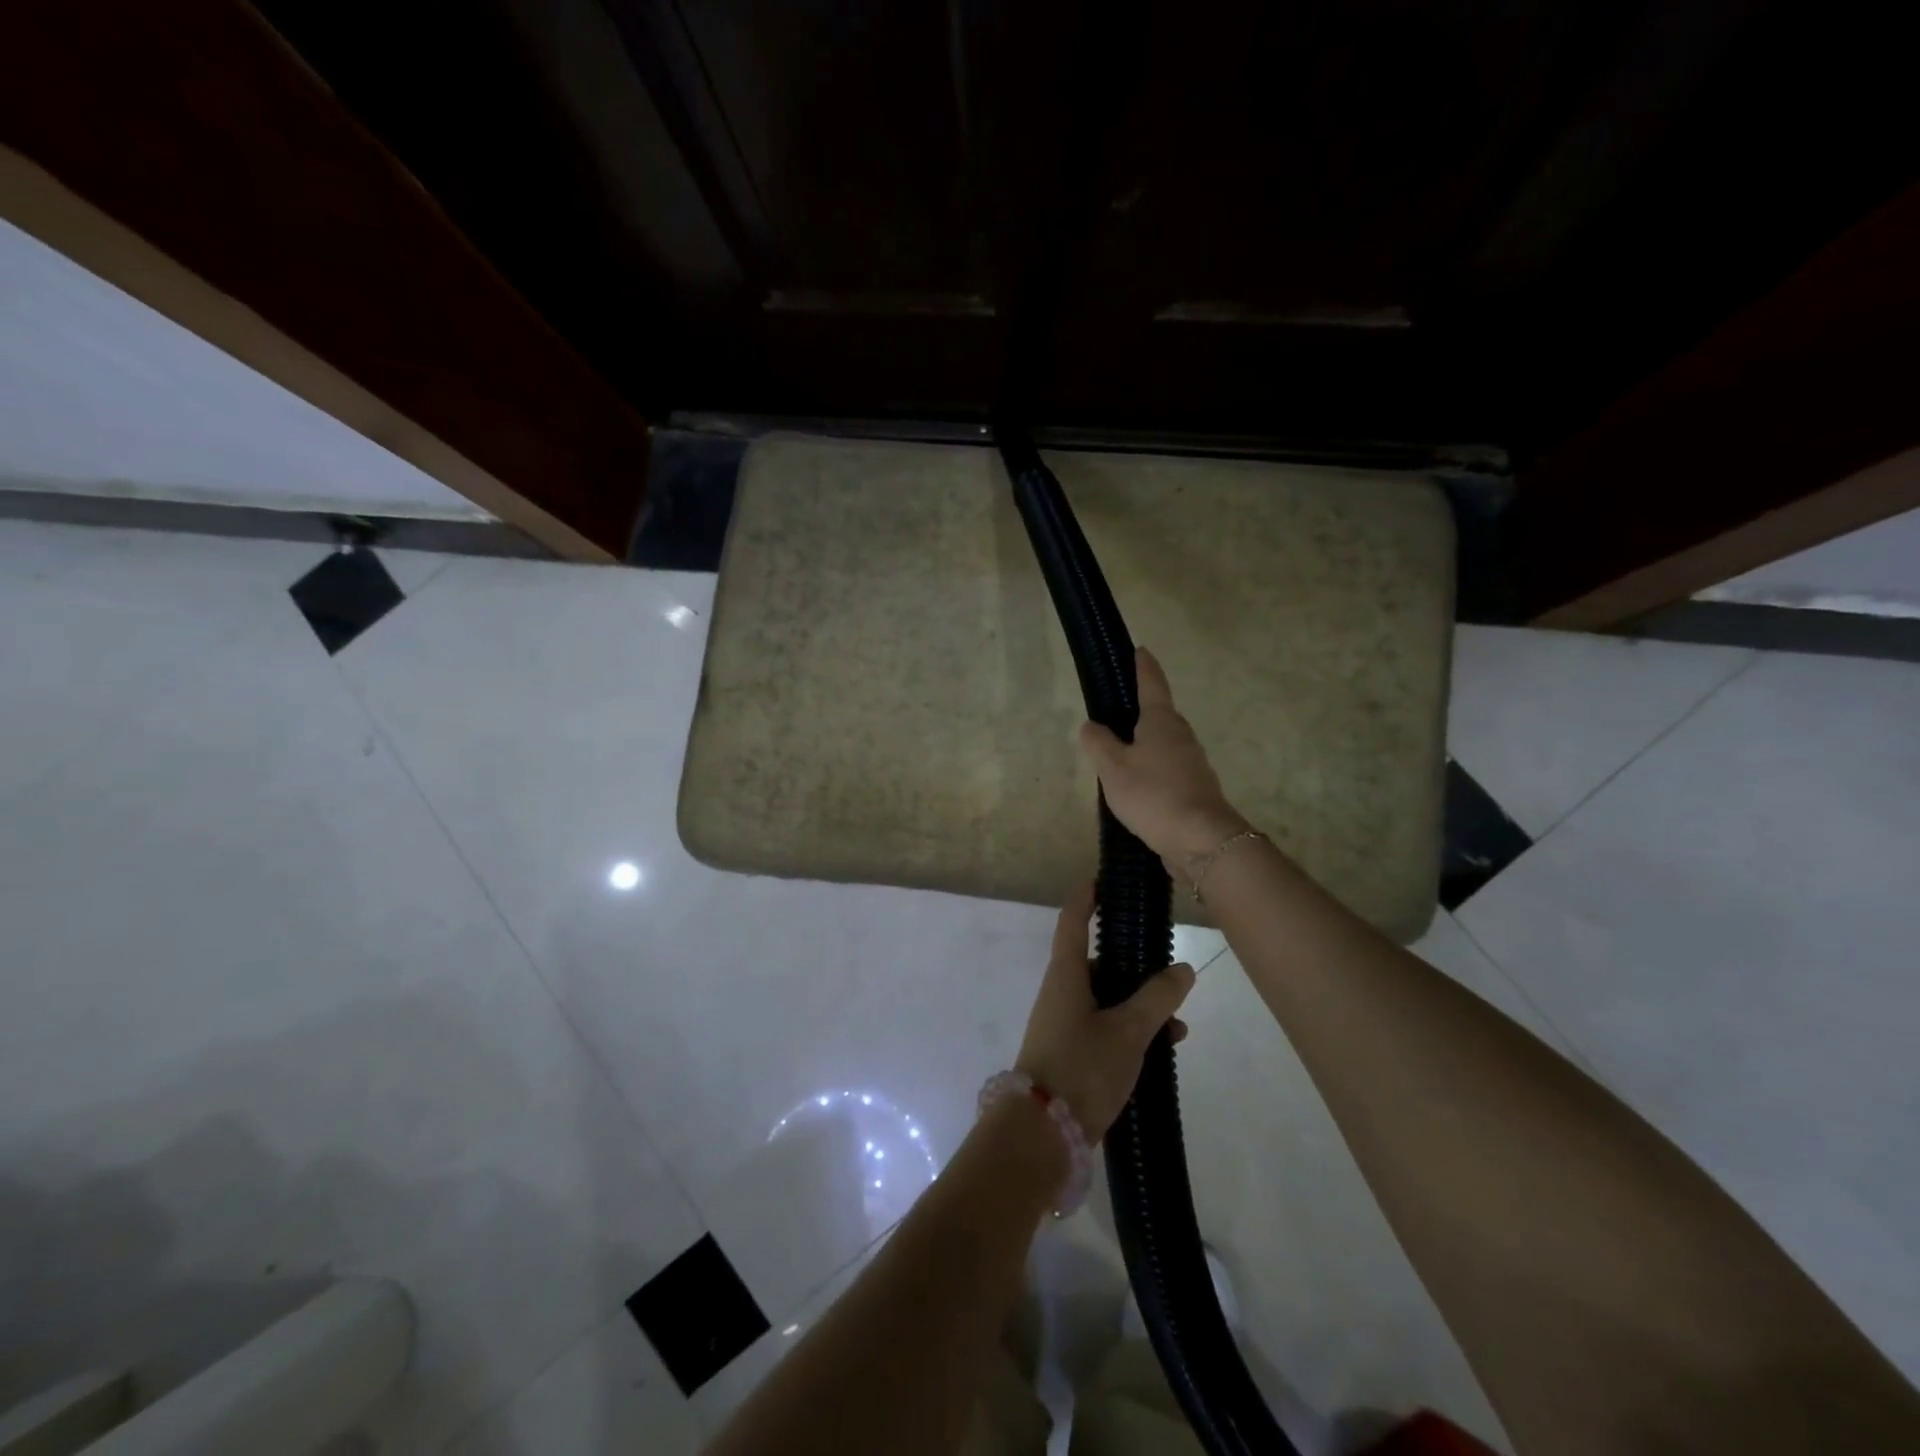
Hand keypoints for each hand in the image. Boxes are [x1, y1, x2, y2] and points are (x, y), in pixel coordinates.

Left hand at [1015, 885, 1196, 1143]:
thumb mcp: (1128, 1030)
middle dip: (1131, 964)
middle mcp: (1061, 993)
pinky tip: (1164, 1048)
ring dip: (1139, 1004)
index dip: (1086, 898)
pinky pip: (1105, 1027)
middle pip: (1096, 963)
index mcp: (1066, 975)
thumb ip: (1157, 998)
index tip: (1103, 880)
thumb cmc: (1082, 1066)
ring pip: (1106, 999)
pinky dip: (1132, 1030)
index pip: (1073, 922)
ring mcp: (1064, 1024)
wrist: (1042, 1132)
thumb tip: (1182, 969)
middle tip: (1165, 964)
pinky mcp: (1071, 1053)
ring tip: (1178, 1023)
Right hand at [1079, 647, 1249, 867]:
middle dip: (1139, 712)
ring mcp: (1192, 762)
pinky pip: (1168, 768)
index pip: (1151, 683)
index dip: (1143, 666)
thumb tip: (1092, 725)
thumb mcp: (1113, 767)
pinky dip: (1152, 770)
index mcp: (1161, 721)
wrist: (1201, 839)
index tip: (1140, 650)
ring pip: (1163, 744)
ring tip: (1118, 757)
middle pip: (1158, 715)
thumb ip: (1099, 743)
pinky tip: (1136, 786)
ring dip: (1144, 745)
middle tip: (1114, 714)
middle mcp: (1181, 735)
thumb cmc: (1153, 794)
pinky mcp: (1195, 788)